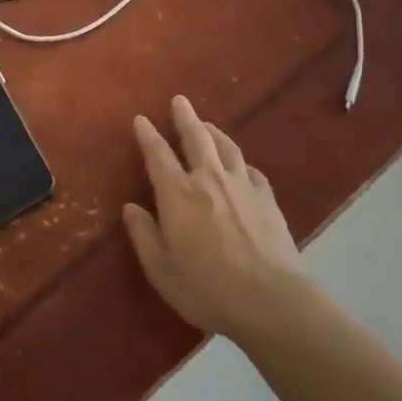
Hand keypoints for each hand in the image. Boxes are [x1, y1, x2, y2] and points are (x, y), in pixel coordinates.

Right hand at [122, 95, 307, 342]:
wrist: (271, 300)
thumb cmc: (207, 288)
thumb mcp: (161, 269)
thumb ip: (144, 235)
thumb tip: (130, 208)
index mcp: (178, 193)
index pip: (158, 154)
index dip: (147, 135)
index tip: (141, 119)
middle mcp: (209, 178)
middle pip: (196, 137)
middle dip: (185, 117)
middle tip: (179, 100)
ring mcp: (242, 185)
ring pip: (226, 147)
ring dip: (214, 132)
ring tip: (207, 124)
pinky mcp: (267, 199)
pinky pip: (251, 170)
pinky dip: (240, 163)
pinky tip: (241, 166)